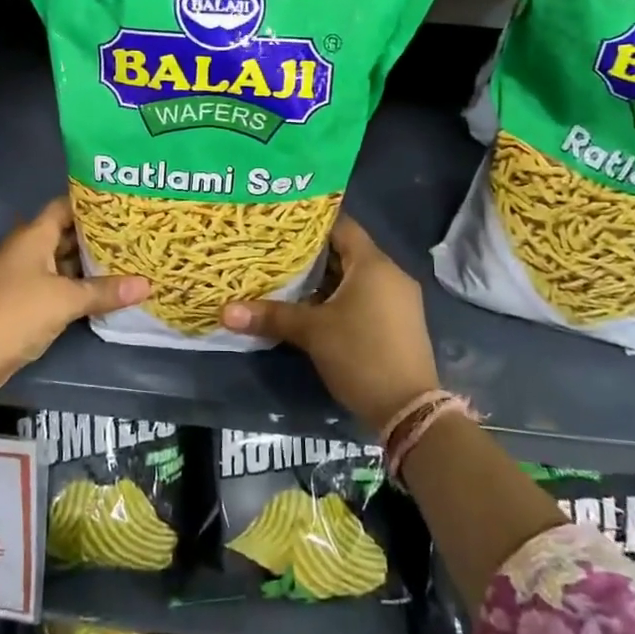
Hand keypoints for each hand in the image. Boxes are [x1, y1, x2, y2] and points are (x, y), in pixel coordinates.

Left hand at [0, 196, 147, 392]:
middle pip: (65, 234)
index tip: (123, 204)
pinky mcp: (23, 300)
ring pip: (62, 262)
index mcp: (34, 235)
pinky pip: (56, 284)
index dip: (92, 203)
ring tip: (127, 260)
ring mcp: (23, 275)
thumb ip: (104, 291)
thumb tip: (147, 284)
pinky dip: (77, 285)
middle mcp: (27, 249)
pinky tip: (103, 290)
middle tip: (134, 234)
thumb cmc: (17, 312)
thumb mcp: (66, 300)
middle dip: (97, 236)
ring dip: (88, 264)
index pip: (65, 206)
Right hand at [220, 214, 439, 433]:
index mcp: (373, 264)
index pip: (341, 226)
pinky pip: (366, 296)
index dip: (311, 223)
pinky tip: (314, 308)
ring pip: (356, 277)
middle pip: (347, 252)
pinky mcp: (399, 322)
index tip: (281, 224)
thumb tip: (225, 311)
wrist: (409, 410)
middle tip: (275, 252)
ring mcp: (399, 300)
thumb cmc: (360, 355)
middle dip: (312, 254)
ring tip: (287, 278)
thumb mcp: (312, 333)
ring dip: (325, 279)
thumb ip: (271, 316)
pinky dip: (341, 297)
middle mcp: (391, 274)